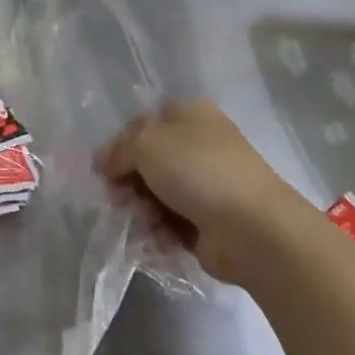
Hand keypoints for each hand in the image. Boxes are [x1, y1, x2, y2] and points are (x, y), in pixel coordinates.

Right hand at [97, 98, 303, 283]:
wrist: (252, 227)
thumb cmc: (197, 170)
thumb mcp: (146, 144)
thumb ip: (118, 150)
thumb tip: (103, 161)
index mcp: (190, 114)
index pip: (144, 122)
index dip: (121, 143)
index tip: (105, 168)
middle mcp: (199, 145)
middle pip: (149, 162)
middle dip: (129, 182)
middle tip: (119, 199)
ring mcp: (207, 185)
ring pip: (158, 195)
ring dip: (143, 210)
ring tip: (144, 222)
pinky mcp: (210, 222)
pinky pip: (172, 224)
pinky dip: (160, 233)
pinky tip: (158, 240)